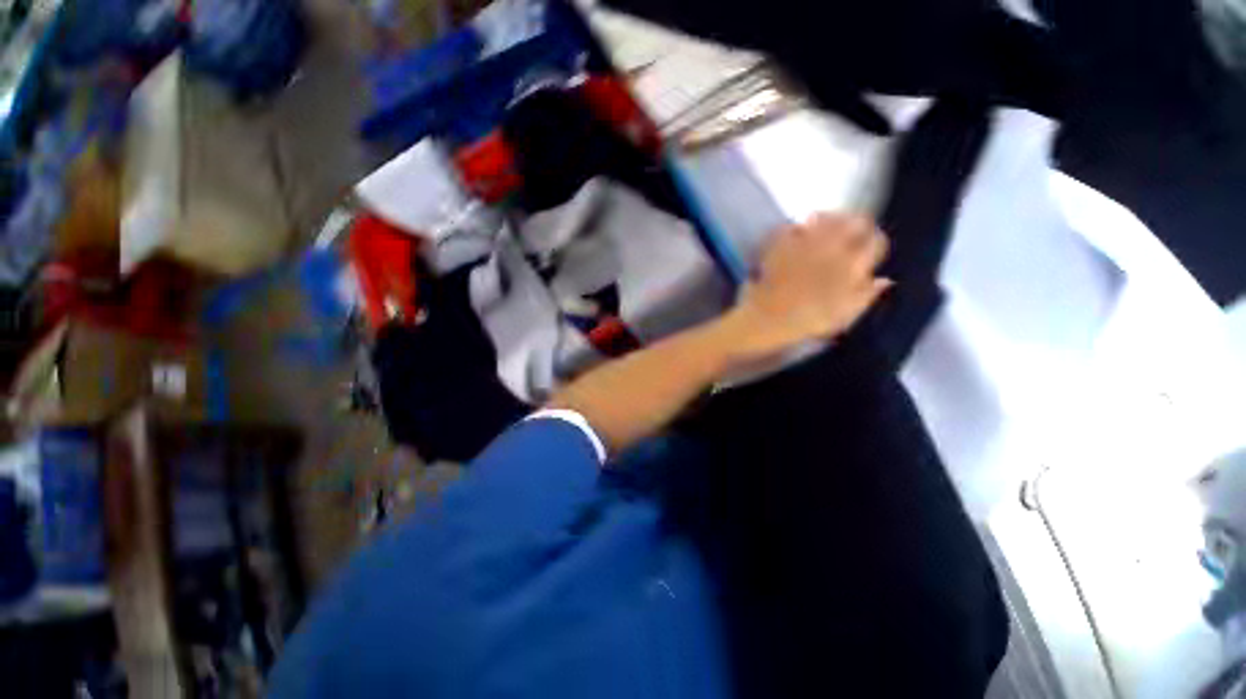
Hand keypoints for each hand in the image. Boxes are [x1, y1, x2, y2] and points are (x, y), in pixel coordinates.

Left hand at [723, 213, 891, 362]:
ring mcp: (804, 244)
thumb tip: (885, 279)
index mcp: (852, 266)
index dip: (875, 241)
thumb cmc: (807, 324)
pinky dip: (797, 226)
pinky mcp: (781, 245)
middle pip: (854, 222)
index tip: (870, 245)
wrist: (766, 321)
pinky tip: (797, 230)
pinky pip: (793, 226)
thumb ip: (866, 295)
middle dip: (856, 224)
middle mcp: (832, 249)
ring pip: (825, 218)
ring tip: (825, 225)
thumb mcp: (844, 316)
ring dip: (829, 219)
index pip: (876, 241)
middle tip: (850, 230)